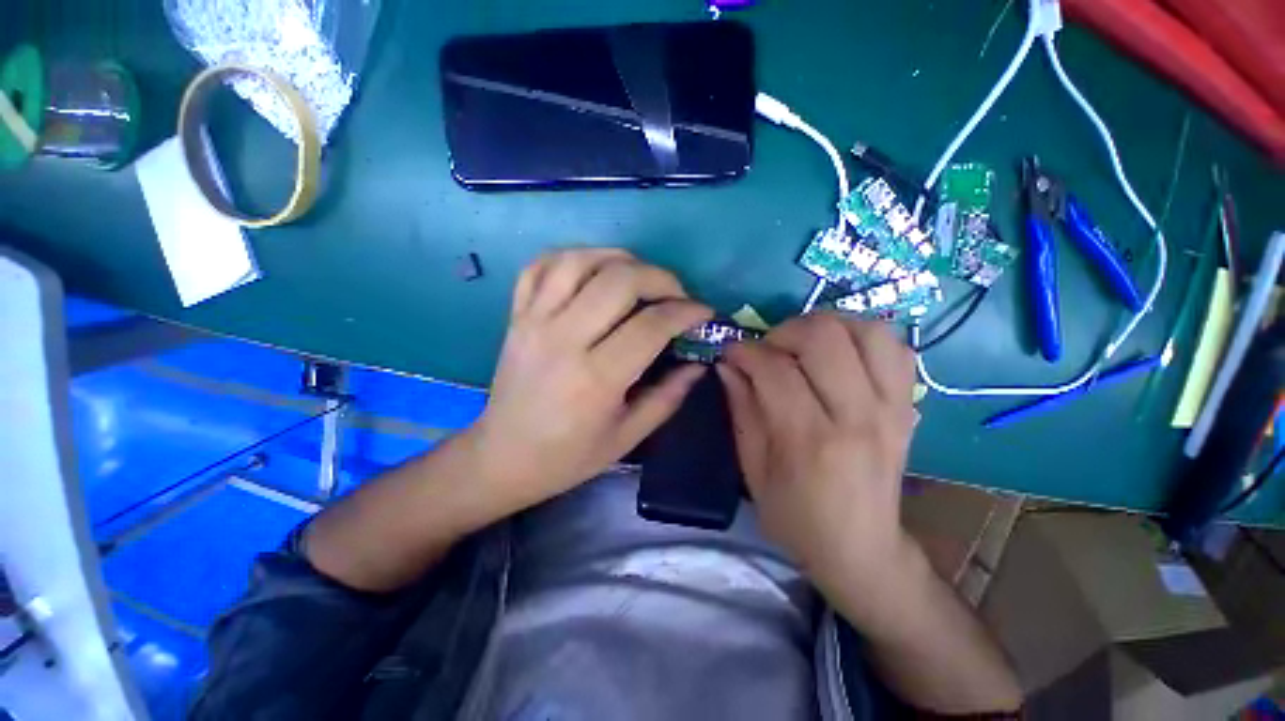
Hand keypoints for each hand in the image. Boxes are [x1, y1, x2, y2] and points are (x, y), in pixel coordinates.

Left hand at [472, 248, 712, 513]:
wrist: (502, 456)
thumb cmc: (568, 456)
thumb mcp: (627, 437)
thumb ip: (668, 397)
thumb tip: (698, 364)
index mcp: (596, 378)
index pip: (651, 325)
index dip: (686, 312)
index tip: (703, 313)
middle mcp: (563, 339)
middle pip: (619, 280)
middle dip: (661, 278)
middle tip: (676, 295)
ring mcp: (534, 321)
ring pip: (580, 261)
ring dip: (620, 259)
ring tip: (640, 277)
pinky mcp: (516, 315)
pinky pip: (541, 266)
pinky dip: (573, 257)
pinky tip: (594, 270)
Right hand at [717, 313, 917, 589]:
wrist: (862, 549)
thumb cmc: (796, 517)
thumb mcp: (753, 470)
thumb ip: (740, 410)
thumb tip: (727, 365)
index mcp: (810, 440)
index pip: (775, 369)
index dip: (745, 351)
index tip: (731, 353)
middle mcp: (858, 416)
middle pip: (824, 337)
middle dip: (784, 331)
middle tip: (767, 350)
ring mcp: (892, 408)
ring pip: (866, 330)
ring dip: (826, 327)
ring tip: (802, 347)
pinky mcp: (908, 406)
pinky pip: (895, 347)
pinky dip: (862, 337)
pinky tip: (839, 355)